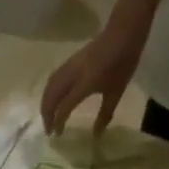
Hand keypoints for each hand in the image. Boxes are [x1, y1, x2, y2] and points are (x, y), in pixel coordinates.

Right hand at [40, 19, 147, 135]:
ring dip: (45, 104)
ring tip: (47, 117)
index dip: (58, 122)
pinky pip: (53, 79)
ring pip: (49, 87)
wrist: (124, 32)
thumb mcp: (117, 91)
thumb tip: (96, 136)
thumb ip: (105, 114)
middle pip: (51, 97)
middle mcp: (72, 75)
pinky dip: (48, 92)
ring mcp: (69, 66)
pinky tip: (51, 99)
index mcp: (85, 84)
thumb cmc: (123, 63)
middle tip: (48, 130)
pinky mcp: (70, 61)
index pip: (64, 106)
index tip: (58, 134)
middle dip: (46, 115)